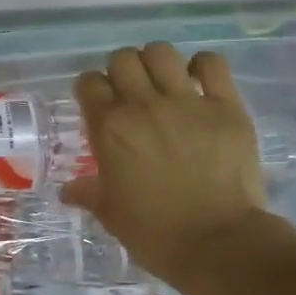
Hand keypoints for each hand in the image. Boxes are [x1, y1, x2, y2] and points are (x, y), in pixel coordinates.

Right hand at [61, 43, 275, 293]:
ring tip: (162, 83)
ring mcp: (187, 102)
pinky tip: (199, 82)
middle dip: (121, 71)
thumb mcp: (110, 213)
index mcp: (109, 127)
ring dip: (156, 63)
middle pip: (123, 58)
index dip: (90, 90)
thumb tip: (69, 190)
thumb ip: (88, 192)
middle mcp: (143, 104)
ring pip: (162, 52)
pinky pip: (212, 64)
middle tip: (129, 93)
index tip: (97, 104)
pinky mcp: (226, 106)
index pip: (88, 82)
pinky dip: (203, 66)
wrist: (217, 242)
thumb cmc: (153, 232)